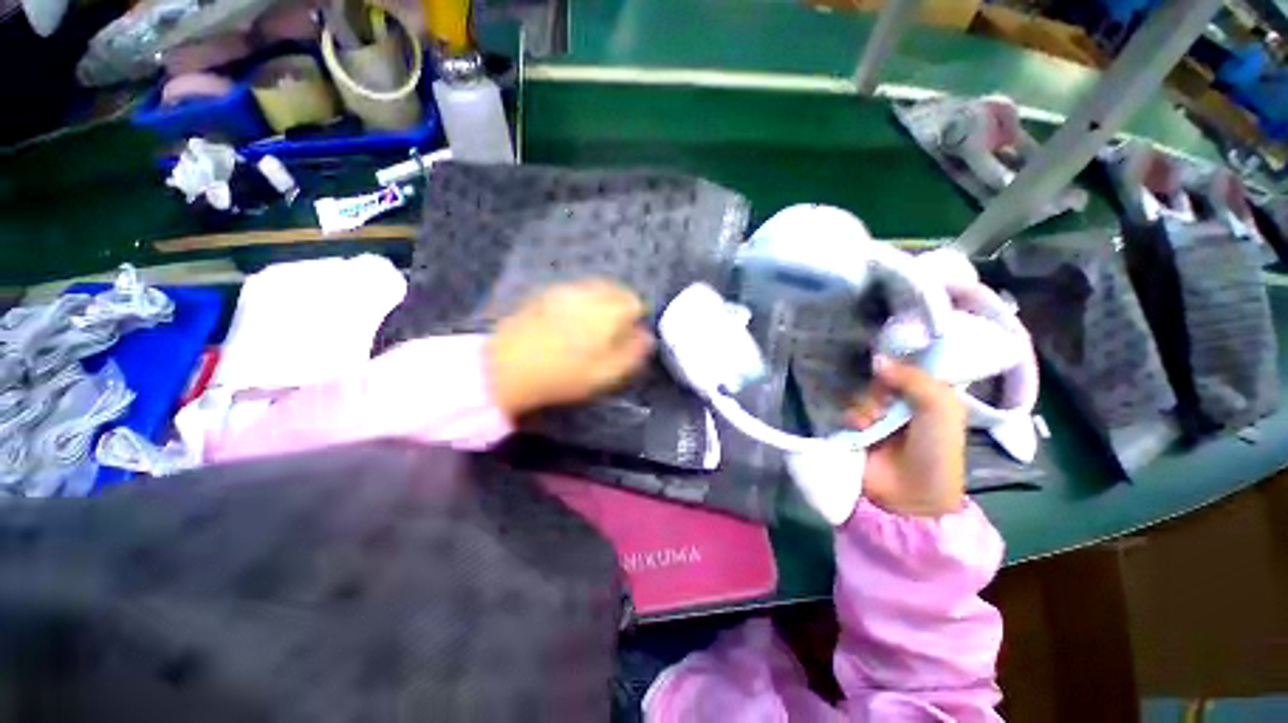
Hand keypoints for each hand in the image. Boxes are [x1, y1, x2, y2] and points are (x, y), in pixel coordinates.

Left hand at [489, 280, 654, 417]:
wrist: (506, 366)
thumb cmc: (562, 375)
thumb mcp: (605, 374)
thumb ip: (632, 353)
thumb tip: (648, 337)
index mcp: (607, 311)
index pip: (635, 302)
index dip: (637, 318)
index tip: (629, 336)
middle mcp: (588, 293)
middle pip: (616, 290)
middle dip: (620, 306)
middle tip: (612, 332)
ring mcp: (564, 290)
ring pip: (595, 288)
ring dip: (601, 302)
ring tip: (591, 326)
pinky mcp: (545, 293)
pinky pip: (574, 290)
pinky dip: (581, 300)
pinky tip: (569, 320)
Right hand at [846, 355, 966, 516]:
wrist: (912, 495)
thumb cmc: (935, 451)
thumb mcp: (939, 409)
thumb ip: (913, 378)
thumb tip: (877, 358)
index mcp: (930, 398)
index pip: (909, 369)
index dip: (896, 364)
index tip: (886, 363)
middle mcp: (904, 405)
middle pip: (881, 381)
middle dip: (878, 390)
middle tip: (883, 403)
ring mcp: (879, 419)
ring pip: (862, 395)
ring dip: (864, 405)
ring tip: (869, 421)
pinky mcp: (859, 431)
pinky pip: (848, 411)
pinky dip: (851, 416)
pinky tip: (858, 426)